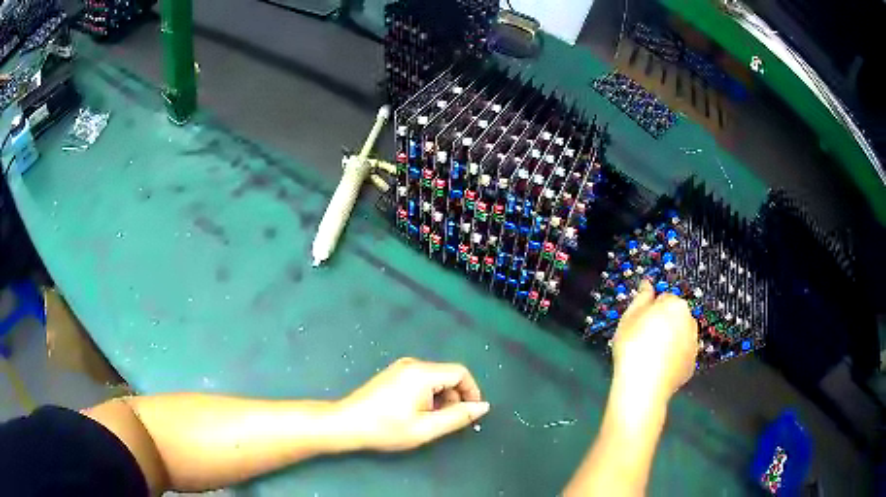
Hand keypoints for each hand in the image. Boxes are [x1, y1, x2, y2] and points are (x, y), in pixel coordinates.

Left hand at [337, 357, 489, 451]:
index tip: (471, 413)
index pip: (460, 373)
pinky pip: (421, 380)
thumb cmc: (386, 429)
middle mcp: (412, 364)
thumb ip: (458, 416)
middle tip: (446, 422)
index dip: (472, 392)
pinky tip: (416, 414)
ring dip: (441, 399)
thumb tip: (483, 406)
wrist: (347, 424)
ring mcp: (400, 368)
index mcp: (422, 373)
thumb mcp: (426, 428)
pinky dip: (427, 396)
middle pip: (447, 375)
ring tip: (428, 421)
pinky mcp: (393, 375)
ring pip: (435, 379)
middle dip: (454, 398)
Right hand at [611, 280, 698, 404]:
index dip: (650, 310)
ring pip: (680, 337)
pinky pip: (681, 356)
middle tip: (643, 340)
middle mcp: (690, 321)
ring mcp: (694, 345)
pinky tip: (658, 369)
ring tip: (650, 357)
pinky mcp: (692, 366)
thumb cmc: (634, 347)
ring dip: (670, 341)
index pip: (664, 299)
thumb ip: (641, 297)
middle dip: (663, 324)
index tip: (639, 324)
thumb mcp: (629, 318)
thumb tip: (648, 283)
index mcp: (676, 305)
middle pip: (675, 317)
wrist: (644, 387)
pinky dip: (673, 359)